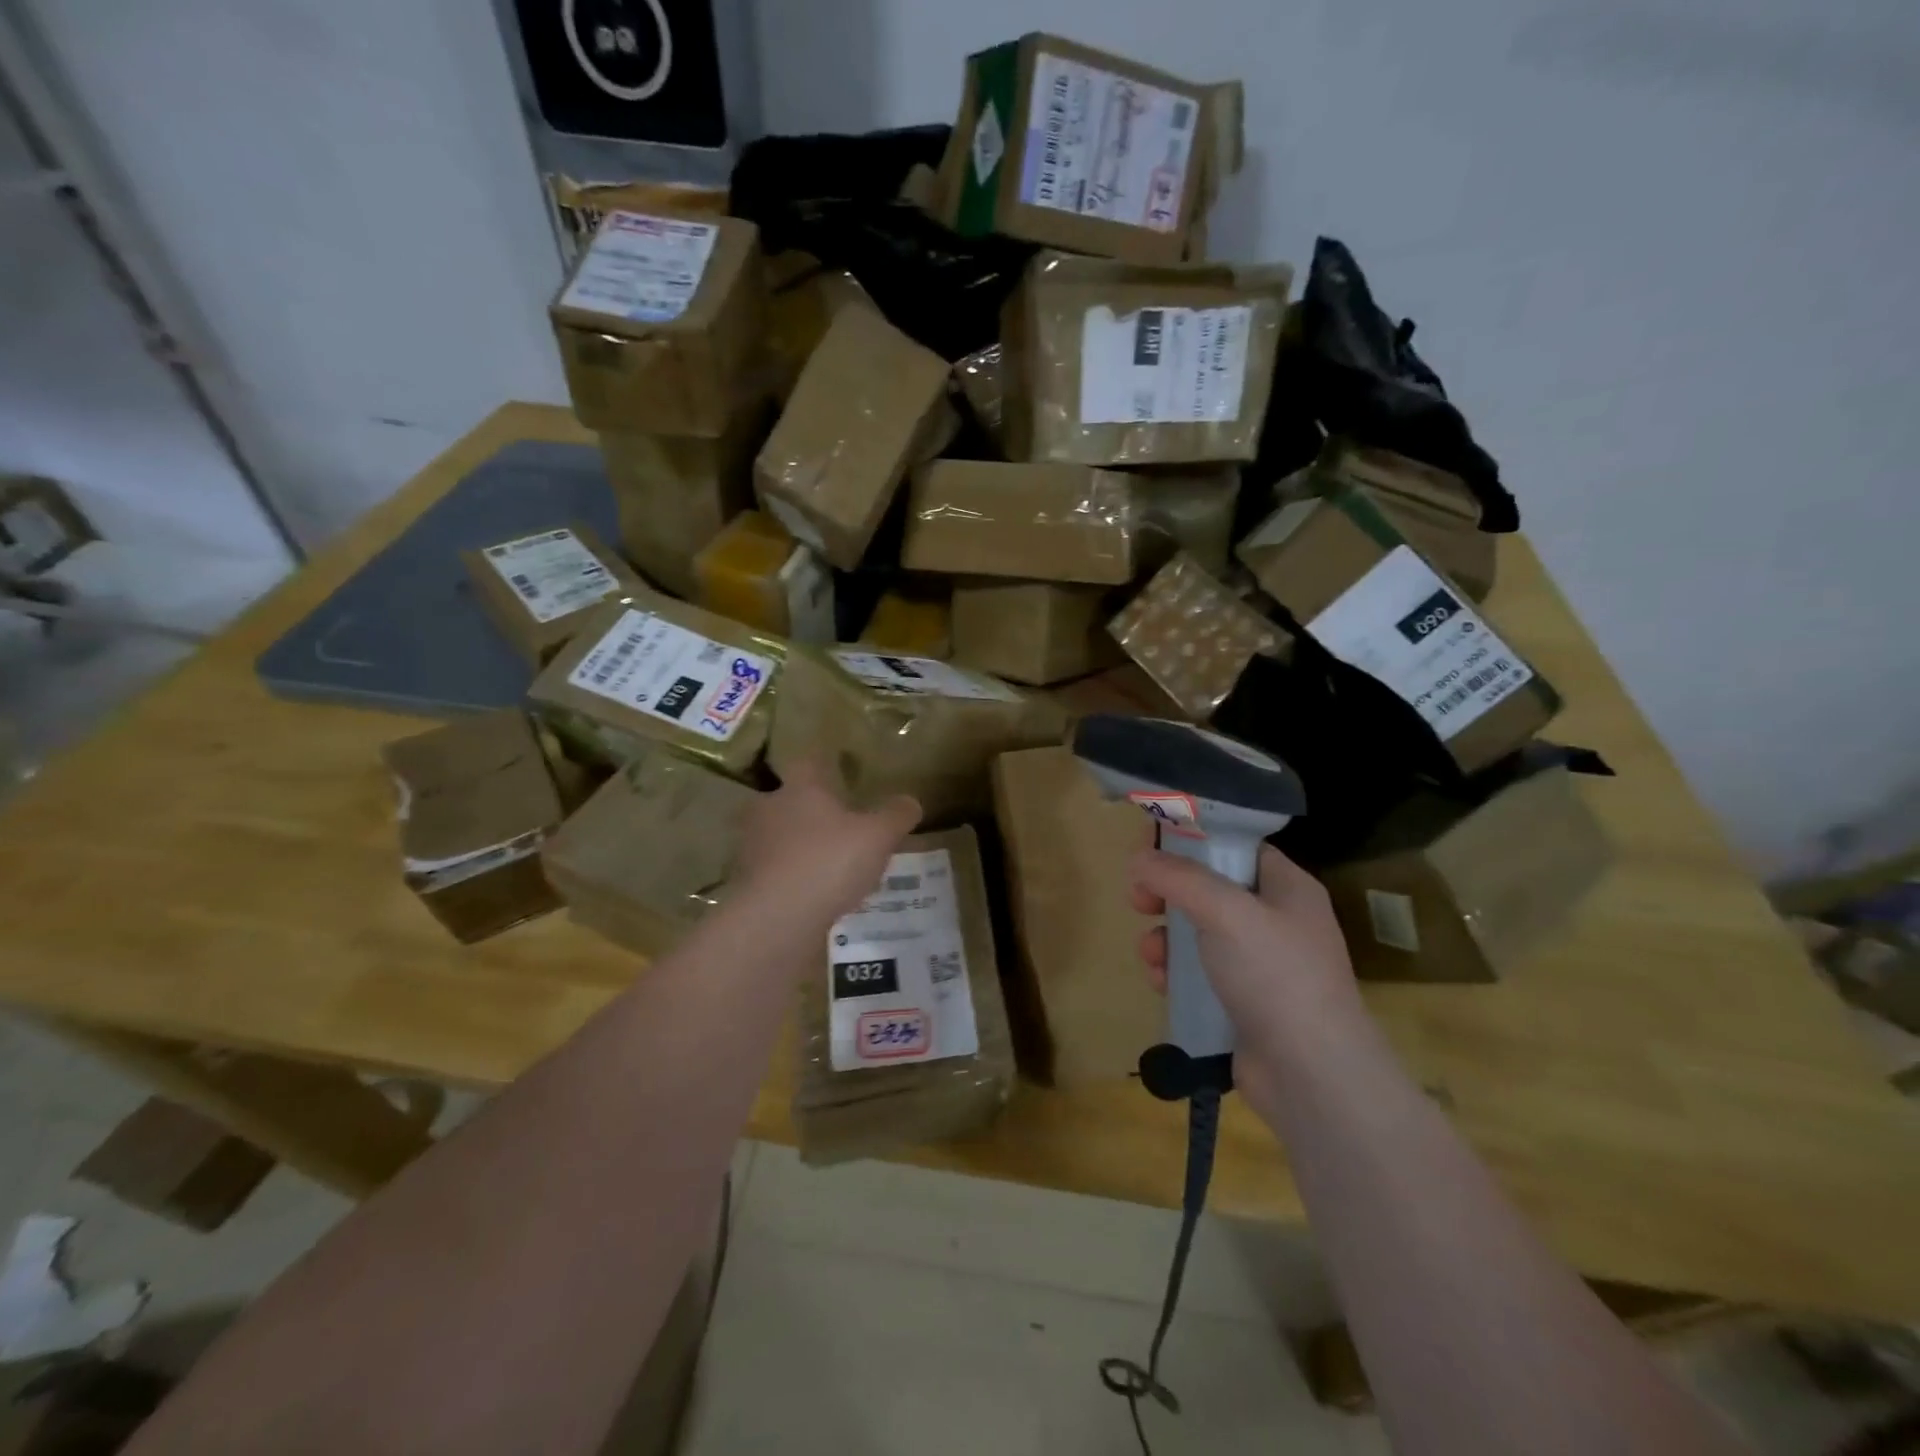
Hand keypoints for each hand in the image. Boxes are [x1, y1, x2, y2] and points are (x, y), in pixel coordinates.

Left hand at [735, 759, 919, 925]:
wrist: (775, 919)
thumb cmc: (829, 862)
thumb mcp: (878, 837)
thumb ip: (896, 816)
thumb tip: (911, 801)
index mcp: (800, 788)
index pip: (808, 763)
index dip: (824, 765)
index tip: (839, 773)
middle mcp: (769, 809)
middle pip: (789, 800)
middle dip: (810, 810)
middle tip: (838, 825)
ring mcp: (752, 847)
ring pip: (779, 837)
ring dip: (799, 847)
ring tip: (829, 865)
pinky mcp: (746, 883)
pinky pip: (773, 872)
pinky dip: (791, 879)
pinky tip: (813, 896)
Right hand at [1130, 843, 1372, 1102]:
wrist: (1311, 1076)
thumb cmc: (1276, 976)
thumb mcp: (1226, 912)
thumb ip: (1179, 878)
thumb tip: (1139, 859)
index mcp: (1286, 887)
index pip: (1234, 846)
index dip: (1191, 840)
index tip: (1149, 845)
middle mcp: (1276, 920)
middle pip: (1209, 888)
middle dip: (1168, 893)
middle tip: (1139, 900)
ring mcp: (1261, 964)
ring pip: (1198, 932)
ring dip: (1165, 937)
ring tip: (1151, 954)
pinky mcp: (1243, 1002)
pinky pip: (1198, 973)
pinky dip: (1176, 973)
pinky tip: (1161, 984)